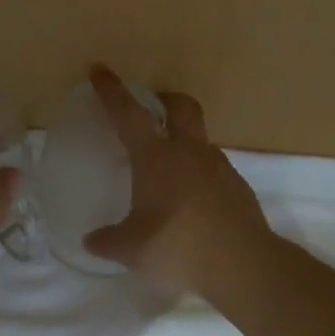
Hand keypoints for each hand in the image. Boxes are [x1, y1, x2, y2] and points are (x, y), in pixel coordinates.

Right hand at [84, 65, 272, 293]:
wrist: (243, 265)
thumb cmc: (178, 246)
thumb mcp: (131, 249)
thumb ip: (108, 241)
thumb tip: (91, 241)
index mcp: (156, 157)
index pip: (128, 114)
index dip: (112, 91)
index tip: (99, 70)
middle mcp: (189, 152)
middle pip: (180, 106)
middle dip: (164, 98)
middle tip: (150, 106)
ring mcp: (219, 168)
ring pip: (200, 138)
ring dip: (183, 139)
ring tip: (167, 166)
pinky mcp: (238, 188)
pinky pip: (213, 169)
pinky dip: (198, 173)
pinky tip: (189, 199)